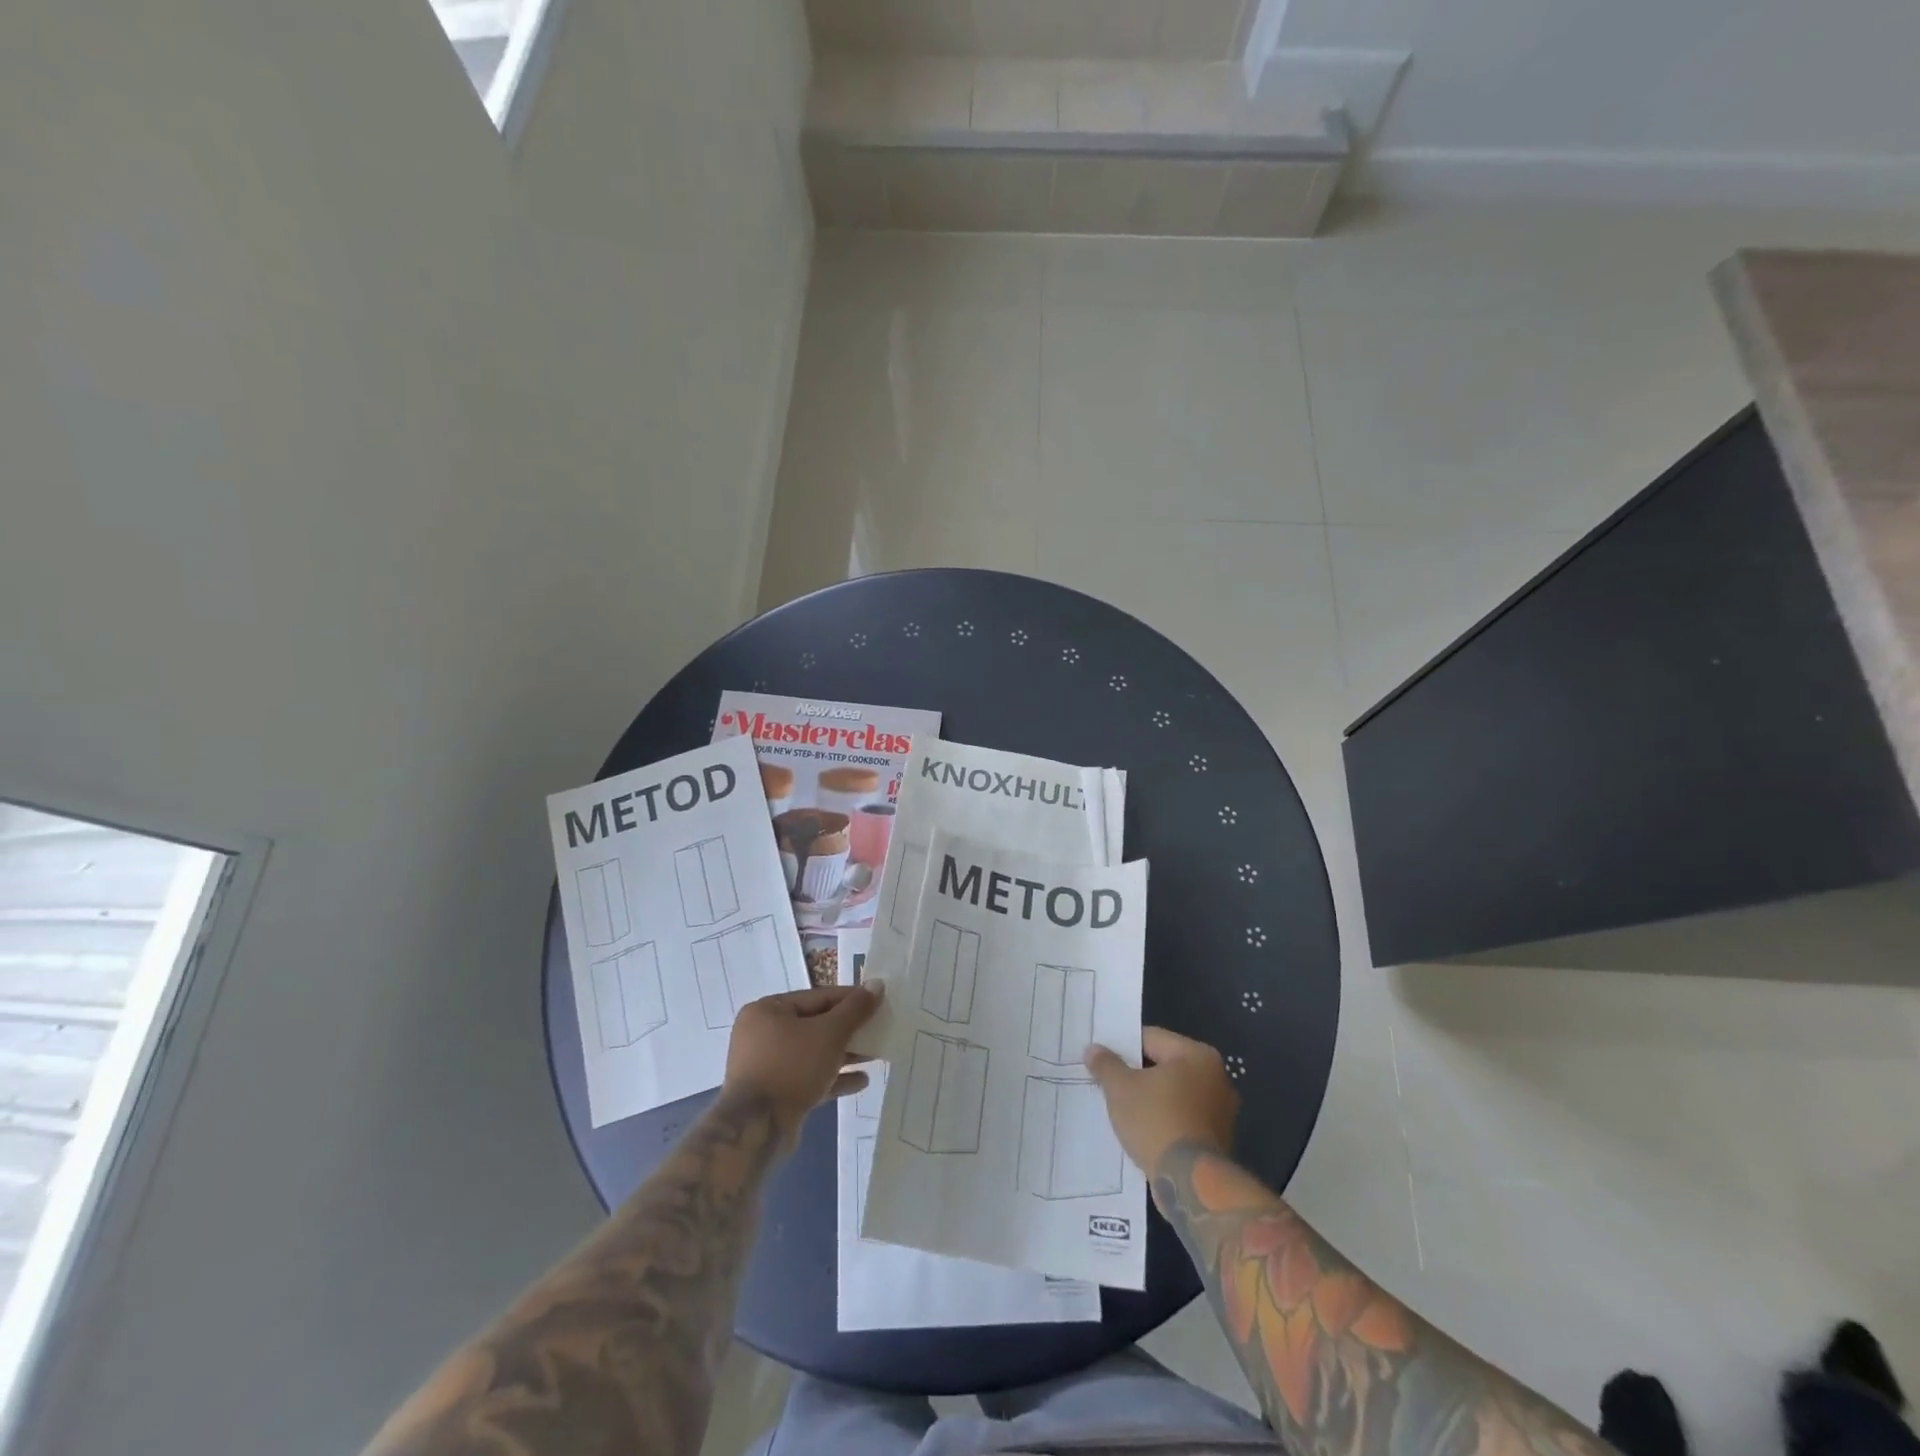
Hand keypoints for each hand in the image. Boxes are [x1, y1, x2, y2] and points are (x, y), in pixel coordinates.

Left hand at [724, 984, 880, 1139]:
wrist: (757, 1129)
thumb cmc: (792, 1067)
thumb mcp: (830, 1033)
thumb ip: (855, 1009)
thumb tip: (877, 985)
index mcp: (767, 1010)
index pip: (817, 997)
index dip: (850, 999)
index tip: (877, 1002)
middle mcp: (762, 1034)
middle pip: (815, 1025)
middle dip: (848, 1030)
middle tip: (878, 1030)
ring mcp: (766, 1066)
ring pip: (812, 1053)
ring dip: (844, 1054)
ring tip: (874, 1055)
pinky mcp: (773, 1094)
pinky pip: (808, 1077)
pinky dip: (832, 1077)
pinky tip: (861, 1081)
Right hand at [1084, 1027, 1238, 1178]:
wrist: (1190, 1183)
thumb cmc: (1156, 1121)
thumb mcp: (1120, 1088)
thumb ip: (1106, 1064)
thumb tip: (1093, 1049)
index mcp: (1197, 1055)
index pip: (1151, 1038)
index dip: (1123, 1047)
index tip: (1103, 1060)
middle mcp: (1216, 1077)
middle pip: (1165, 1066)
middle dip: (1137, 1075)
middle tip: (1109, 1084)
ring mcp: (1221, 1111)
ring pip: (1174, 1094)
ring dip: (1151, 1099)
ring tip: (1123, 1110)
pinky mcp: (1218, 1139)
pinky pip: (1183, 1118)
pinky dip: (1164, 1121)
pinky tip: (1143, 1131)